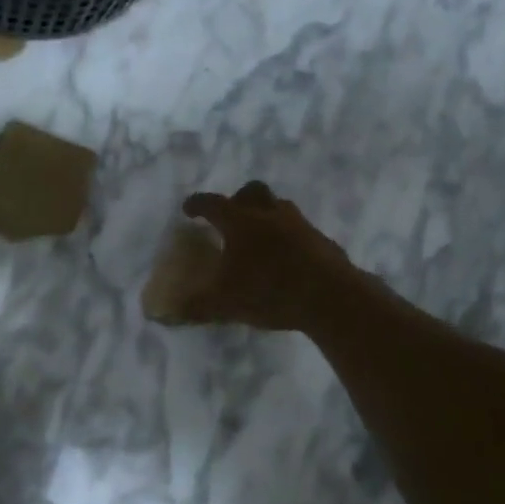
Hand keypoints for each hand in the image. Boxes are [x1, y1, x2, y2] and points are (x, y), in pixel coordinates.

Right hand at [159, 181, 356, 331]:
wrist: (331, 298)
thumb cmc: (269, 292)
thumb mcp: (225, 304)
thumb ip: (197, 305)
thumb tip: (173, 311)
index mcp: (240, 222)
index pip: (212, 204)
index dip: (197, 205)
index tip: (189, 209)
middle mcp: (269, 214)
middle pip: (252, 192)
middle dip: (238, 200)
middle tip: (229, 218)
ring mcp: (300, 225)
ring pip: (279, 207)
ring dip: (266, 216)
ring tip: (258, 238)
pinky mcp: (321, 241)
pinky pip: (299, 230)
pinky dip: (287, 237)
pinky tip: (285, 260)